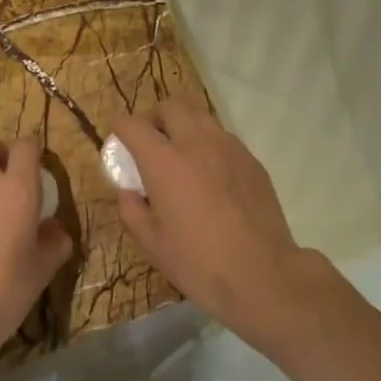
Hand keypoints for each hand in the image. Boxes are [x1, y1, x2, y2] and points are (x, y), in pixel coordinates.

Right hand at [113, 99, 330, 349]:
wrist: (262, 274)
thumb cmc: (198, 262)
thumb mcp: (152, 244)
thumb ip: (131, 210)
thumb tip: (128, 191)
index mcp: (164, 162)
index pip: (133, 124)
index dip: (120, 127)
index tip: (118, 139)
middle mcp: (196, 143)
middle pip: (170, 106)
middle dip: (154, 117)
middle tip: (151, 142)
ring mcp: (229, 148)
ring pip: (201, 117)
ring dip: (184, 127)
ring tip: (182, 156)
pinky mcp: (252, 160)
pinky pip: (224, 138)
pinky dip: (209, 145)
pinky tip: (211, 175)